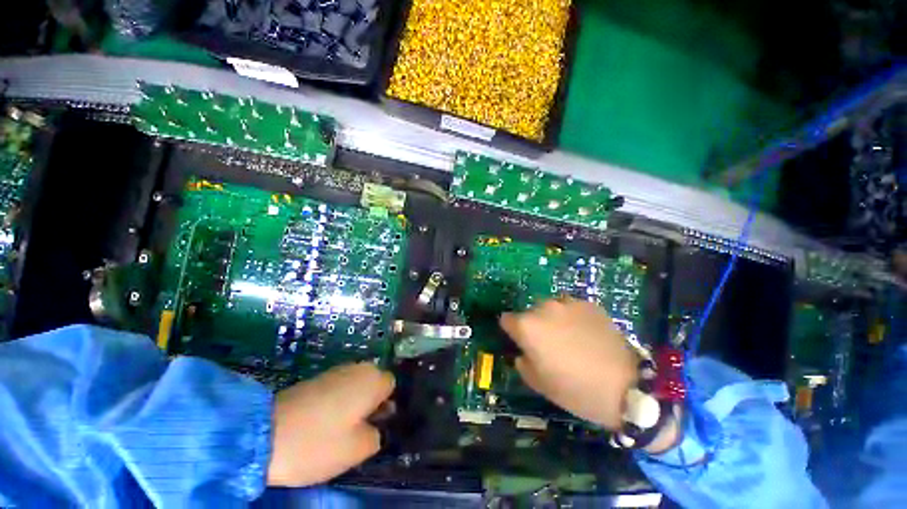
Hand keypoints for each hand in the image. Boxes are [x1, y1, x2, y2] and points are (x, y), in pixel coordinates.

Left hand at [267, 363, 394, 486]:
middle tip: (357, 428)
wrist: (264, 434)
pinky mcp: (316, 378)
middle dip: (370, 402)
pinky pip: (338, 387)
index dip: (386, 405)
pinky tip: (321, 421)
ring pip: (355, 385)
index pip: (391, 385)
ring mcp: (336, 370)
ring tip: (338, 427)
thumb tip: (376, 427)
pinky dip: (336, 401)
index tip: (374, 425)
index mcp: (373, 379)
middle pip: (373, 382)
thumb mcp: (358, 449)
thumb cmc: (319, 442)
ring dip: (353, 402)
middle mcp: (358, 367)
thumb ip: (377, 435)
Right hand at [500, 297, 638, 429]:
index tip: (520, 342)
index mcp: (527, 326)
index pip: (506, 319)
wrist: (627, 386)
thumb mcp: (539, 383)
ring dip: (553, 319)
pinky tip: (587, 335)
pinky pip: (572, 308)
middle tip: (548, 344)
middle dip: (533, 325)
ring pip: (550, 308)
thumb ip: (522, 362)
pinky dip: (573, 318)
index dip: (511, 330)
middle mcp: (544, 308)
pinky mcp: (589, 304)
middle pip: (529, 313)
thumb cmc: (575, 389)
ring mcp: (568, 303)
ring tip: (569, 338)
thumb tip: (524, 352)